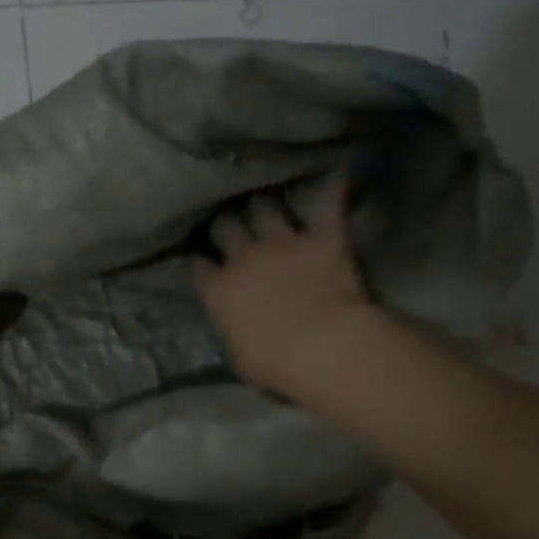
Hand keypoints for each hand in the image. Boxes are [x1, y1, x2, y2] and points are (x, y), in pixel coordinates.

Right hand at [194, 175, 377, 400]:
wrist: (322, 346)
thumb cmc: (273, 363)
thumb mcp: (239, 357)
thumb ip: (234, 332)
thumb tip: (237, 329)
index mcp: (217, 291)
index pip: (200, 267)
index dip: (203, 264)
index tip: (206, 264)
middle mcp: (244, 258)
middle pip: (227, 228)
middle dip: (227, 225)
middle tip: (232, 226)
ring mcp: (283, 244)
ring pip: (266, 210)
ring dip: (266, 207)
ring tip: (267, 203)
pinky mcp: (323, 239)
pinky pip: (329, 204)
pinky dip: (334, 190)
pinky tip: (338, 174)